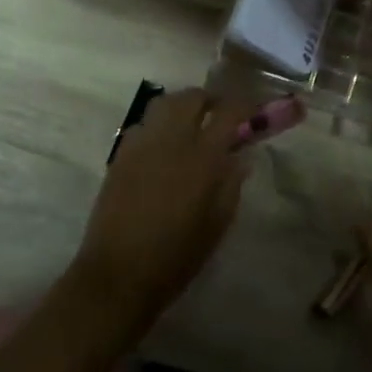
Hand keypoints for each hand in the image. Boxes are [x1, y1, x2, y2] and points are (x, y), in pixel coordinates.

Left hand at [68, 88, 256, 330]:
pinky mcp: (120, 154)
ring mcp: (142, 143)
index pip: (229, 112)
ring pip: (164, 103)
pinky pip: (143, 124)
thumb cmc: (176, 257)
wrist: (118, 274)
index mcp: (202, 157)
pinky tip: (162, 148)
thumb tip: (239, 157)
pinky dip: (158, 126)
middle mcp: (172, 139)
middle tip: (219, 117)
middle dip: (210, 101)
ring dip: (182, 107)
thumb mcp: (217, 225)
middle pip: (192, 97)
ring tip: (190, 126)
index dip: (244, 107)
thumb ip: (231, 185)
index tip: (252, 113)